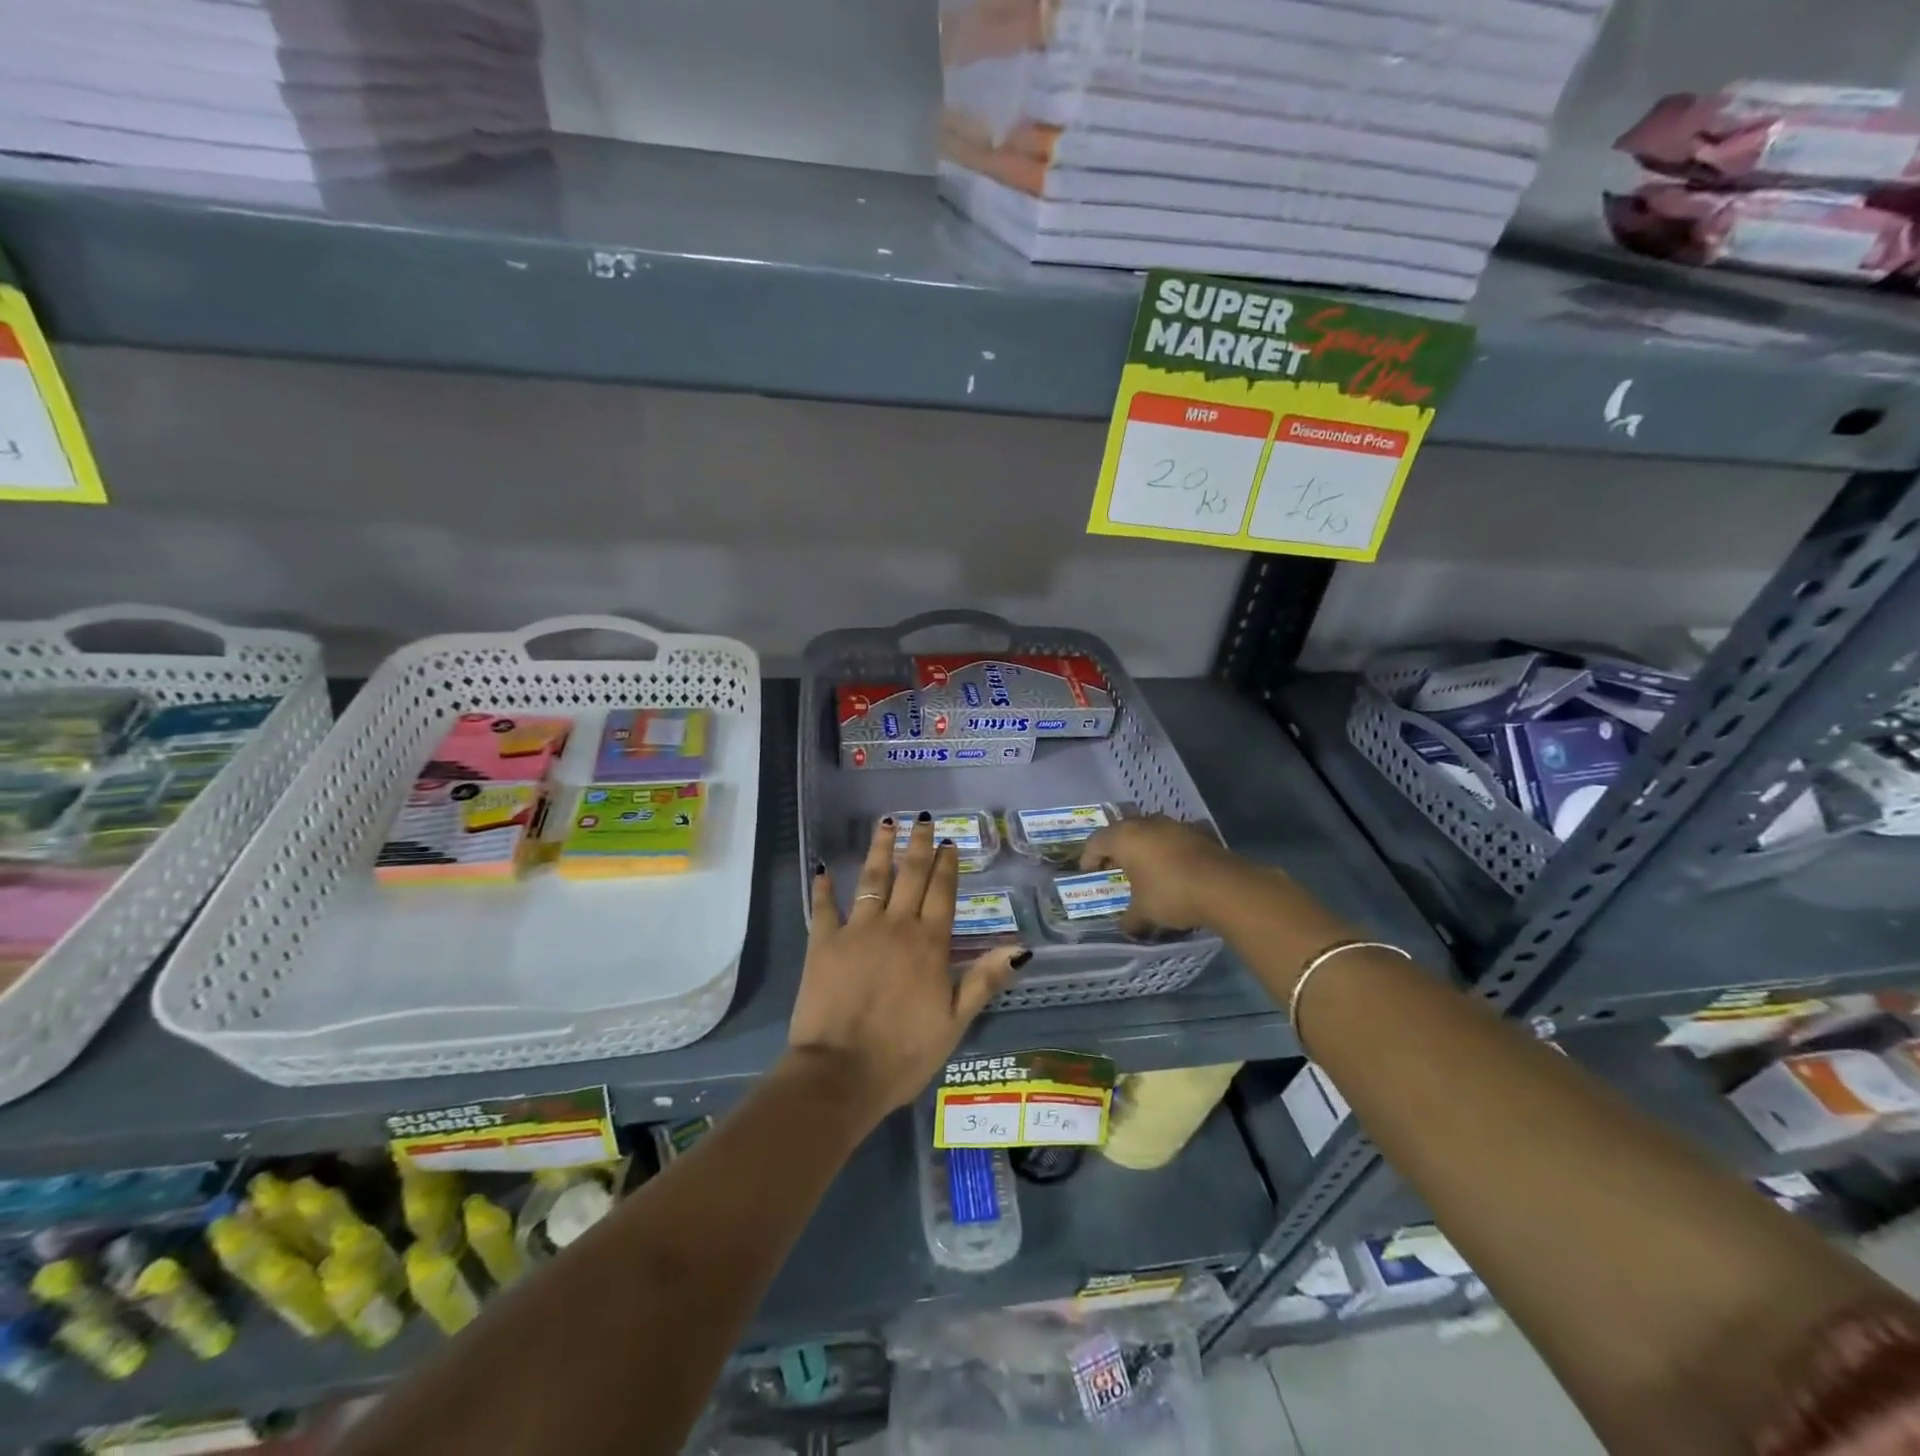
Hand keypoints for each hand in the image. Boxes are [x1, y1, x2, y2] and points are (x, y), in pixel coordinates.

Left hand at [789, 814, 1027, 1116]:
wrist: (841, 1073)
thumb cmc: (904, 1053)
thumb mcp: (955, 1022)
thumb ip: (984, 980)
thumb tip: (1021, 948)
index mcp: (930, 944)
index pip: (942, 893)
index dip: (946, 866)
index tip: (948, 843)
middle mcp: (896, 926)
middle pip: (911, 875)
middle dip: (918, 845)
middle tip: (922, 819)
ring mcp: (857, 930)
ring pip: (872, 879)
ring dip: (880, 849)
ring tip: (886, 823)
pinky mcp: (824, 942)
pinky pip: (824, 907)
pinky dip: (824, 888)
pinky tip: (823, 869)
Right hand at [1080, 814, 1246, 932]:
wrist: (1225, 887)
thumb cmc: (1171, 894)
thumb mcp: (1144, 913)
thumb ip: (1129, 919)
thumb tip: (1125, 927)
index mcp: (1125, 837)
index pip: (1096, 842)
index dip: (1089, 858)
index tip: (1088, 873)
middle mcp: (1147, 824)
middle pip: (1122, 832)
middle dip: (1116, 850)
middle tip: (1113, 868)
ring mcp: (1175, 825)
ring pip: (1149, 832)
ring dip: (1143, 847)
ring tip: (1143, 868)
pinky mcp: (1198, 833)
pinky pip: (1173, 839)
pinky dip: (1167, 850)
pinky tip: (1172, 868)